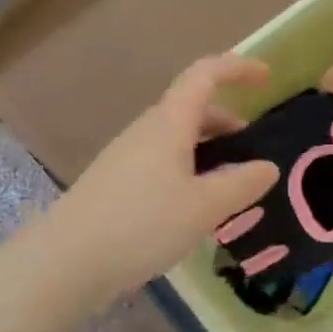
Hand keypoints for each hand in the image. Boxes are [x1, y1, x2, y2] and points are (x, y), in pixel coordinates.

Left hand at [62, 55, 278, 294]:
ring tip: (230, 183)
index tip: (267, 78)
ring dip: (207, 148)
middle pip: (190, 108)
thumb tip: (267, 167)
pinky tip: (196, 207)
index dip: (237, 68)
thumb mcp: (205, 207)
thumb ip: (242, 184)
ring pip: (176, 138)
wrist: (65, 263)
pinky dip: (188, 170)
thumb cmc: (142, 224)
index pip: (205, 75)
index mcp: (169, 123)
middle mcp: (146, 131)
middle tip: (252, 145)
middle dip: (225, 118)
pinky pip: (162, 163)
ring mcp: (126, 158)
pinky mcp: (116, 185)